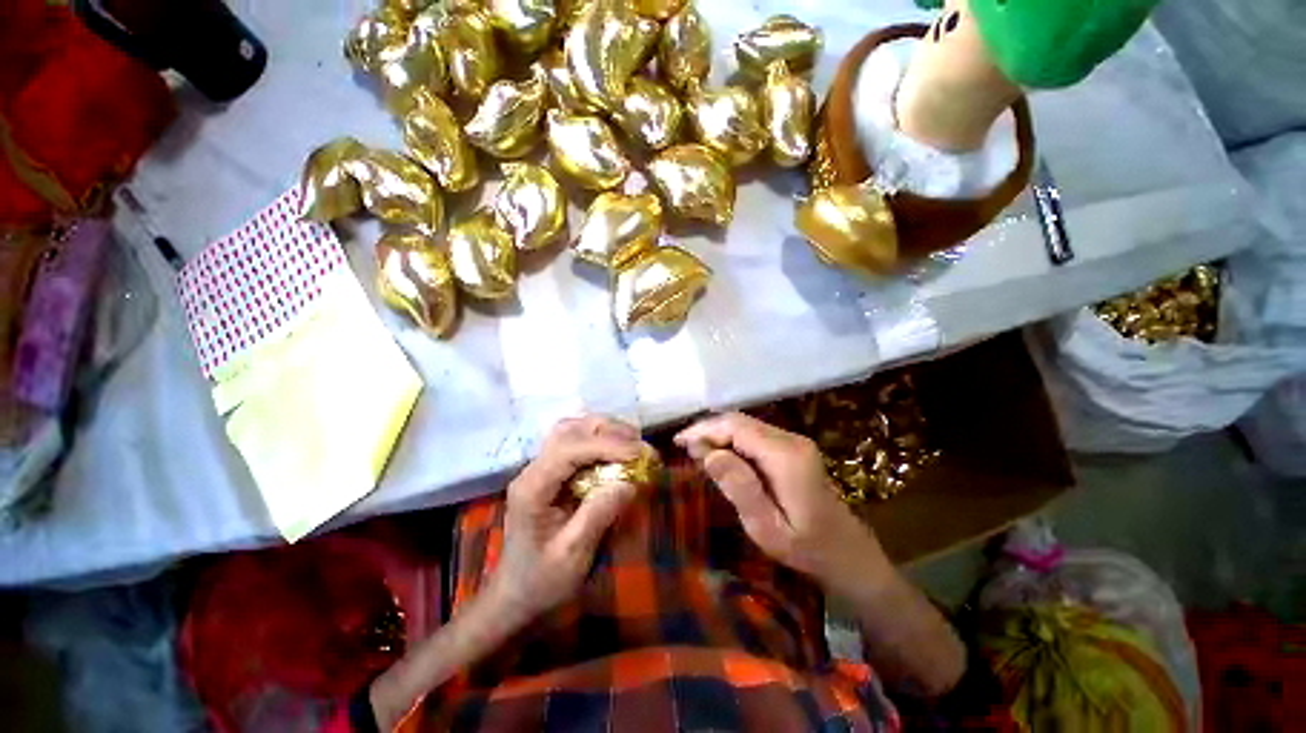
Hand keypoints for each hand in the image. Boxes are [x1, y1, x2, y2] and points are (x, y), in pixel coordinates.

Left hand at [485, 415, 645, 626]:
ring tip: (632, 440)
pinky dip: (598, 438)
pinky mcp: (551, 472)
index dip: (606, 445)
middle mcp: (533, 470)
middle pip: (569, 431)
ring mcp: (540, 468)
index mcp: (532, 488)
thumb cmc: (541, 580)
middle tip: (640, 443)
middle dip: (608, 431)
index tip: (637, 452)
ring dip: (603, 429)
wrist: (516, 594)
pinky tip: (616, 447)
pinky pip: (575, 442)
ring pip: (571, 430)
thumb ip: (598, 515)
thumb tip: (629, 482)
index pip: (569, 450)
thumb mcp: (573, 555)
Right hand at [675, 412, 889, 595]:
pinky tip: (719, 454)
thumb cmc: (807, 550)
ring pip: (746, 426)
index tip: (679, 442)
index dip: (704, 430)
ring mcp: (795, 442)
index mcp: (786, 456)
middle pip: (740, 422)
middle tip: (683, 447)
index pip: (736, 427)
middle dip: (708, 430)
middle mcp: (791, 440)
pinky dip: (732, 440)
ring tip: (695, 450)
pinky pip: (755, 435)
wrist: (850, 555)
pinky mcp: (794, 449)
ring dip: (718, 434)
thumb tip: (708, 453)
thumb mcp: (767, 528)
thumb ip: (739, 487)